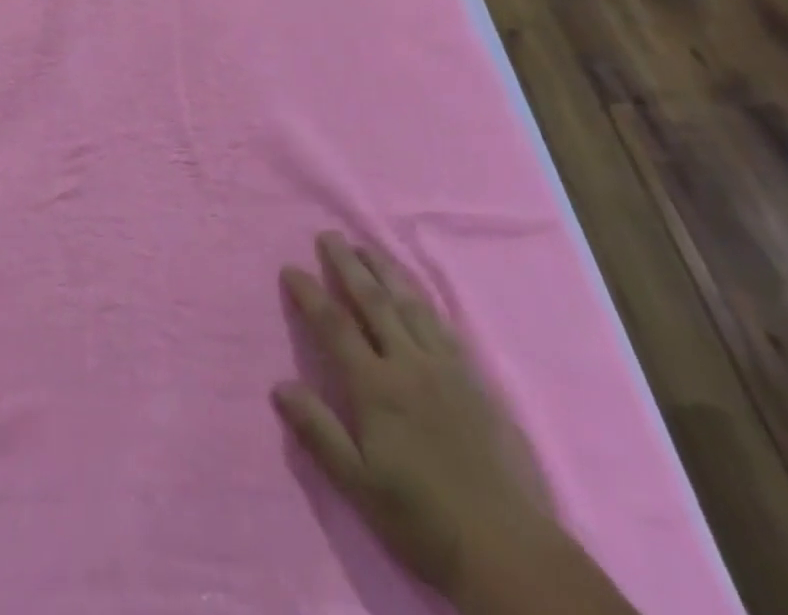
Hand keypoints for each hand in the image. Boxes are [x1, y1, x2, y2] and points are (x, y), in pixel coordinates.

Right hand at [274, 235, 558, 607]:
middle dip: (348, 264)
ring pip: (410, 304)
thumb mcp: (359, 485)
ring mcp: (445, 369)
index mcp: (376, 387)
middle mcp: (408, 364)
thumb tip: (279, 386)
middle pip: (373, 301)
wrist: (508, 551)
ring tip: (367, 248)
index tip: (290, 268)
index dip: (310, 293)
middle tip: (329, 235)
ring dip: (385, 271)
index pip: (334, 325)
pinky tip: (416, 293)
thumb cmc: (422, 520)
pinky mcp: (474, 381)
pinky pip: (443, 325)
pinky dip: (422, 299)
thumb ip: (318, 431)